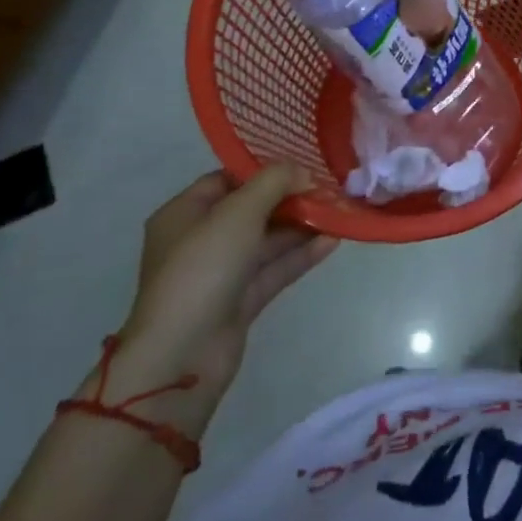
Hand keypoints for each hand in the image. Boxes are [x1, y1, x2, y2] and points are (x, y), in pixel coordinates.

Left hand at [116, 165, 337, 402]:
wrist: (182, 355)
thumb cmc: (203, 268)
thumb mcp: (240, 211)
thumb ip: (275, 182)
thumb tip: (303, 172)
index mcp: (184, 214)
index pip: (227, 179)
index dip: (264, 170)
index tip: (303, 165)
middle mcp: (200, 240)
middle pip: (251, 210)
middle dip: (290, 198)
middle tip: (328, 188)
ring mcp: (220, 273)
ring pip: (267, 241)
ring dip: (301, 227)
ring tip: (338, 212)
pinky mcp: (240, 301)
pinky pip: (274, 269)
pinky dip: (301, 255)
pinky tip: (333, 241)